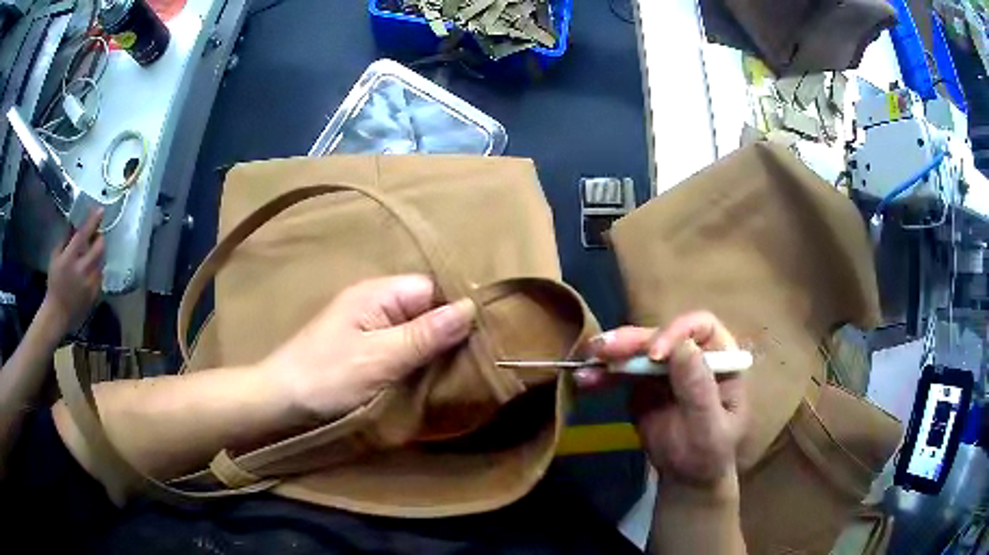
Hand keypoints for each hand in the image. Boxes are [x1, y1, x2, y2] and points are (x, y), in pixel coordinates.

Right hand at [44, 209, 104, 331]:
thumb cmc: (54, 282)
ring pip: (101, 260)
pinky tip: (89, 271)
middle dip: (99, 238)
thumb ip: (66, 239)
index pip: (84, 235)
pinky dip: (97, 269)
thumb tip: (75, 222)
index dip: (93, 221)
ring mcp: (90, 283)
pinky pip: (100, 275)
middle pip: (99, 247)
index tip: (100, 210)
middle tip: (95, 235)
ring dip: (97, 254)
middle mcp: (82, 270)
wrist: (58, 313)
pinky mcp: (96, 294)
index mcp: (70, 258)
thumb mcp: (55, 257)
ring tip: (89, 255)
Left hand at [260, 275, 475, 421]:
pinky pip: (400, 346)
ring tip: (454, 373)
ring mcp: (367, 325)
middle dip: (446, 333)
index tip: (479, 341)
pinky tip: (426, 377)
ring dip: (430, 349)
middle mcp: (374, 302)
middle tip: (470, 363)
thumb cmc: (327, 376)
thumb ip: (424, 335)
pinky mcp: (363, 347)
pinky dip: (414, 360)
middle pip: (424, 308)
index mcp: (378, 293)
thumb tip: (471, 308)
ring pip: (414, 329)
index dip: (454, 311)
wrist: (280, 399)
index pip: (431, 289)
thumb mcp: (380, 358)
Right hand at [581, 312, 747, 486]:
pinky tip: (585, 380)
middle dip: (631, 341)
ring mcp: (665, 368)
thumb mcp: (710, 428)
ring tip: (585, 365)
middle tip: (602, 349)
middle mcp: (692, 354)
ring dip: (610, 354)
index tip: (653, 355)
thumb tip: (683, 348)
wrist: (686, 476)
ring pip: (636, 350)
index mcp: (721, 357)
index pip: (700, 328)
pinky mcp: (642, 383)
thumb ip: (698, 391)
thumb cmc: (708, 453)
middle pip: (661, 334)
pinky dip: (602, 375)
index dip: (675, 333)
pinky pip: (620, 372)